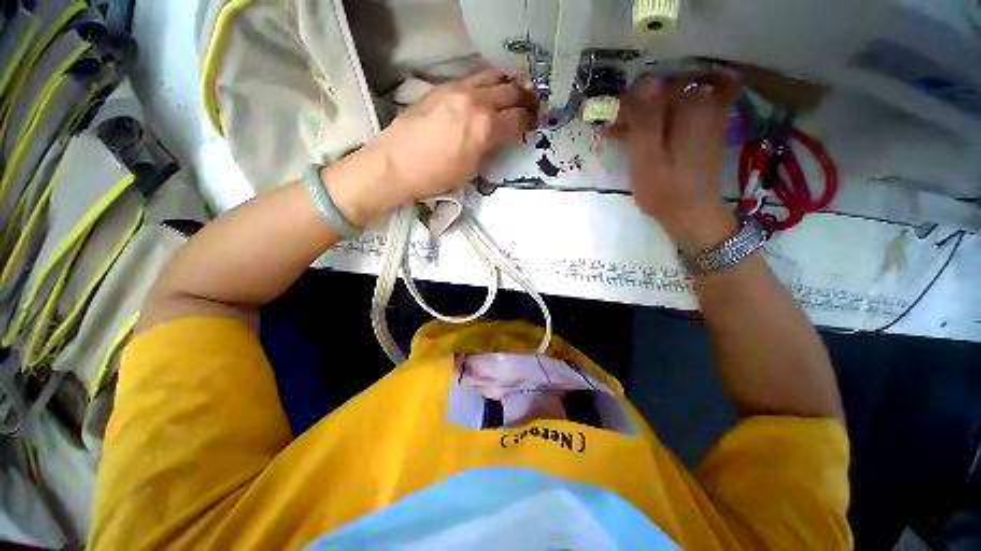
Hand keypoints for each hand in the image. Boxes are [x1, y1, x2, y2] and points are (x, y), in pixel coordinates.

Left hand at [327, 70, 536, 226]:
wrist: (397, 163)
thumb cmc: (436, 175)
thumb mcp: (471, 170)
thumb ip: (488, 149)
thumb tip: (496, 138)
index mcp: (486, 127)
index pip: (517, 119)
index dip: (528, 121)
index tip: (532, 124)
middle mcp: (476, 102)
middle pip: (510, 92)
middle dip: (525, 98)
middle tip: (531, 104)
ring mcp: (457, 90)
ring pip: (492, 77)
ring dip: (507, 83)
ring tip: (514, 89)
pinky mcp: (442, 88)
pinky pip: (472, 78)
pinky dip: (486, 82)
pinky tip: (486, 90)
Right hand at [611, 73, 740, 253]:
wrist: (693, 214)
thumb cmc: (665, 190)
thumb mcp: (647, 158)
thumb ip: (645, 120)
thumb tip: (643, 80)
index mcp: (691, 107)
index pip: (652, 85)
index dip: (628, 100)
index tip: (611, 120)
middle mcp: (704, 102)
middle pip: (662, 90)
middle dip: (635, 106)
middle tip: (615, 129)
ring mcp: (707, 114)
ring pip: (668, 101)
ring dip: (644, 114)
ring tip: (622, 135)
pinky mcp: (704, 127)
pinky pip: (678, 112)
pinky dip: (658, 119)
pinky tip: (643, 134)